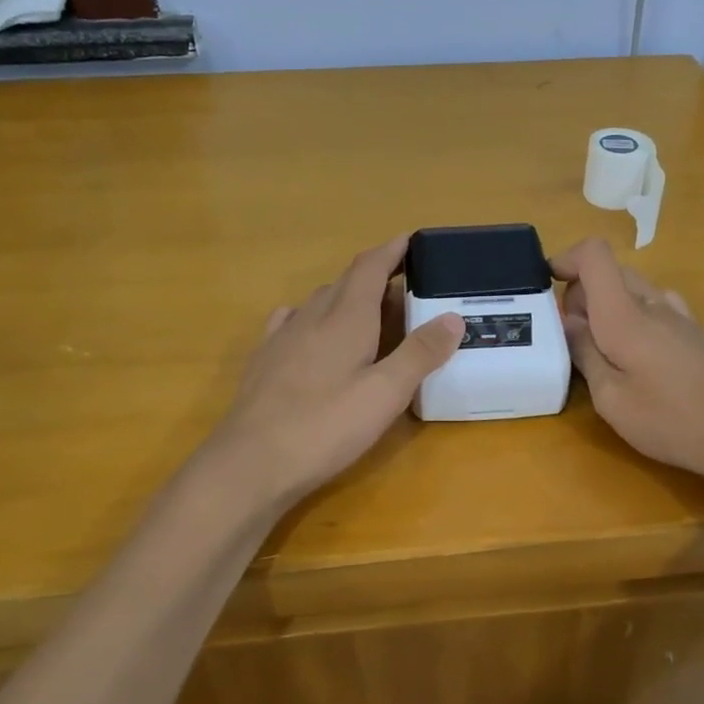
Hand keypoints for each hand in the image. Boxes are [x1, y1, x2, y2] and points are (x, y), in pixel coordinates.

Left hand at [212, 236, 463, 505]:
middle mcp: (312, 317)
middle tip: (404, 287)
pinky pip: (291, 322)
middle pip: (346, 282)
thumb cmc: (325, 427)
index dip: (391, 250)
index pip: (370, 267)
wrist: (250, 462)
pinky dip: (312, 317)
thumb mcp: (385, 394)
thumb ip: (420, 354)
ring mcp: (282, 337)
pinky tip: (310, 331)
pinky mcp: (264, 361)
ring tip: (368, 312)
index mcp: (346, 318)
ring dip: (346, 297)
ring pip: (319, 301)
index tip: (411, 241)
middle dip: (375, 275)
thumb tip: (453, 317)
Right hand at [554, 237, 703, 492]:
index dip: (566, 259)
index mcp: (625, 314)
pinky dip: (633, 318)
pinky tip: (636, 356)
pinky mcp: (694, 333)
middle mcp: (652, 303)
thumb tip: (567, 322)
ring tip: (601, 350)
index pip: (594, 254)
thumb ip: (585, 355)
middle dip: (580, 292)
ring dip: (607, 306)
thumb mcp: (612, 400)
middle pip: (609, 271)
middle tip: (571, 337)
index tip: (546, 286)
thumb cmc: (673, 421)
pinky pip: (654, 307)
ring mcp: (678, 316)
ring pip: (632, 289)